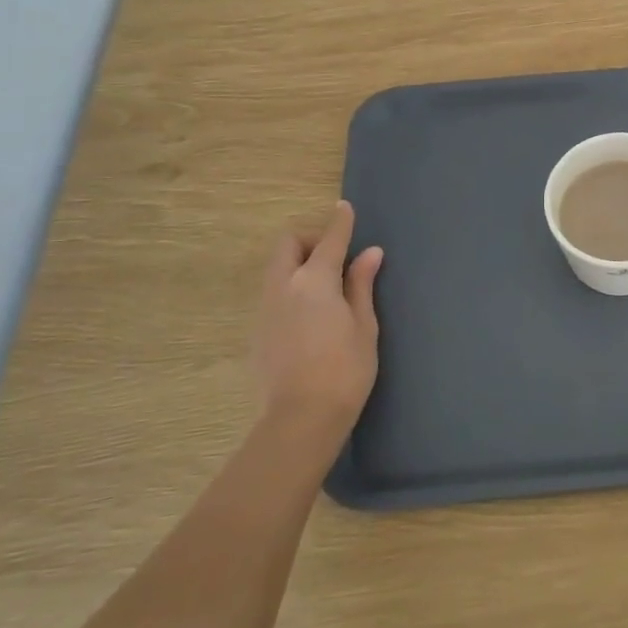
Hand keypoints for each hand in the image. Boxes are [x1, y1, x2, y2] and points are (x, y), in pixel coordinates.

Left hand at [249, 201, 383, 439]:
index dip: (340, 222)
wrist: (300, 419)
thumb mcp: (364, 326)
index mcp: (315, 281)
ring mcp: (266, 309)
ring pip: (277, 269)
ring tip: (325, 288)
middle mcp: (284, 287)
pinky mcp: (258, 332)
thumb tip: (370, 253)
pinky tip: (309, 316)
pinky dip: (291, 289)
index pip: (330, 240)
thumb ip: (362, 285)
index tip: (345, 208)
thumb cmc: (345, 370)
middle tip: (336, 259)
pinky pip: (273, 294)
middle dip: (310, 241)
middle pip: (288, 245)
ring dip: (298, 265)